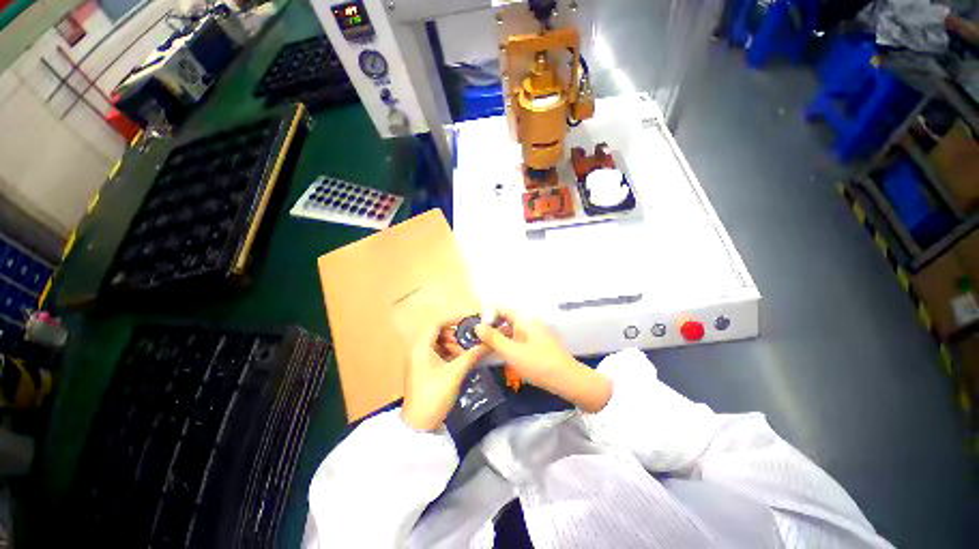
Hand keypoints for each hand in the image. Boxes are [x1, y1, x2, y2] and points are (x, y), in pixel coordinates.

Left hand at [401, 319, 488, 430]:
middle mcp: (418, 350)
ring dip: (454, 345)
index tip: (470, 320)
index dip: (454, 319)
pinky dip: (450, 354)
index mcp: (421, 347)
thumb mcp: (455, 373)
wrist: (419, 425)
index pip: (437, 323)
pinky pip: (438, 354)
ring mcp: (420, 361)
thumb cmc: (435, 394)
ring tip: (468, 351)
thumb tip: (489, 343)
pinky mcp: (424, 370)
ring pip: (439, 344)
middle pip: (438, 333)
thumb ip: (472, 355)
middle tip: (471, 338)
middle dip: (456, 334)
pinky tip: (462, 360)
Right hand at [475, 308, 611, 412]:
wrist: (568, 380)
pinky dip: (508, 342)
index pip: (501, 308)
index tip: (476, 327)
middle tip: (477, 339)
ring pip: (512, 329)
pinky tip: (502, 354)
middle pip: (506, 318)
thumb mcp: (512, 352)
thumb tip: (477, 326)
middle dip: (491, 326)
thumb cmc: (538, 364)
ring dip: (499, 336)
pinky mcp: (538, 344)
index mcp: (524, 319)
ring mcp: (535, 333)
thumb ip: (493, 338)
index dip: (487, 314)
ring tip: (486, 347)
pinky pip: (519, 338)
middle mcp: (530, 322)